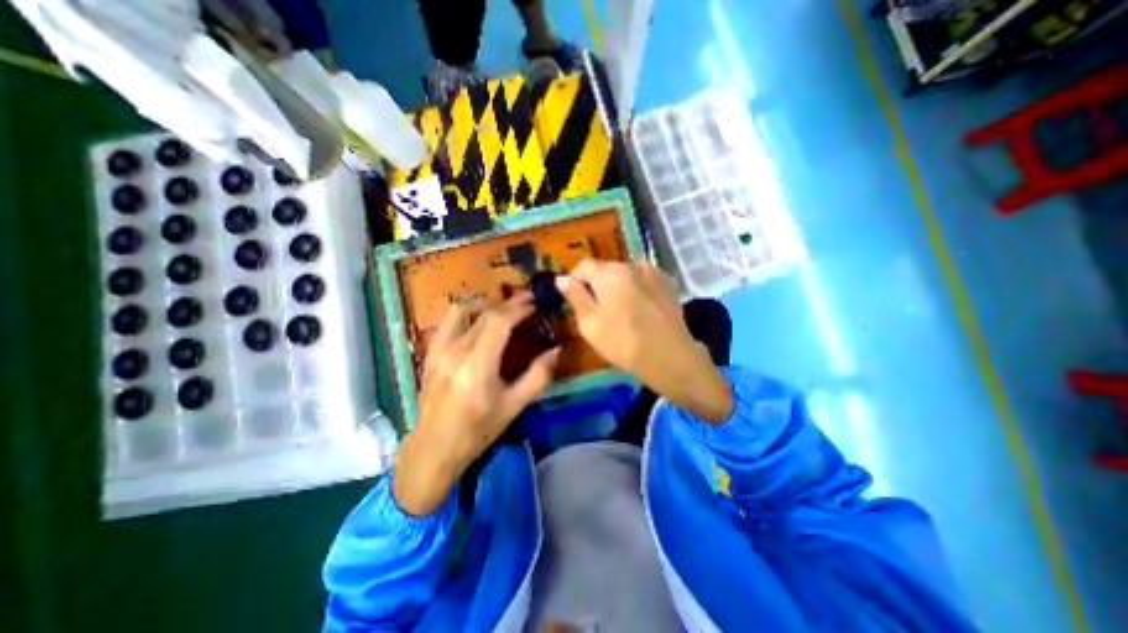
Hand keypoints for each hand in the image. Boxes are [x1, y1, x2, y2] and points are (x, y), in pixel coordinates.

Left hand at [393, 295, 557, 517]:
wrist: (434, 448)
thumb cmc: (478, 430)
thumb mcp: (514, 406)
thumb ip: (538, 376)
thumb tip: (557, 351)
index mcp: (477, 364)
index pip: (498, 321)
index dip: (518, 308)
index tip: (535, 304)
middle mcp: (455, 350)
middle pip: (483, 313)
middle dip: (508, 304)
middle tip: (526, 303)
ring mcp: (439, 350)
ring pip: (460, 310)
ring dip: (484, 304)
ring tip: (501, 310)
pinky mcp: (430, 353)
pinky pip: (447, 322)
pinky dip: (466, 314)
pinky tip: (477, 324)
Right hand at [560, 260, 736, 422]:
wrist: (671, 357)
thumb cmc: (623, 343)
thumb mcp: (590, 324)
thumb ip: (575, 297)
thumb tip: (562, 278)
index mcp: (610, 273)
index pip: (583, 265)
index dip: (575, 280)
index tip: (577, 300)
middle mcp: (631, 264)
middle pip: (605, 268)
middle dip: (597, 284)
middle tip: (599, 311)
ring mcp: (652, 272)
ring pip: (625, 274)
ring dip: (617, 286)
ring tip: (622, 311)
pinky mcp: (667, 282)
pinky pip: (642, 279)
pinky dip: (635, 289)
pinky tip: (640, 310)